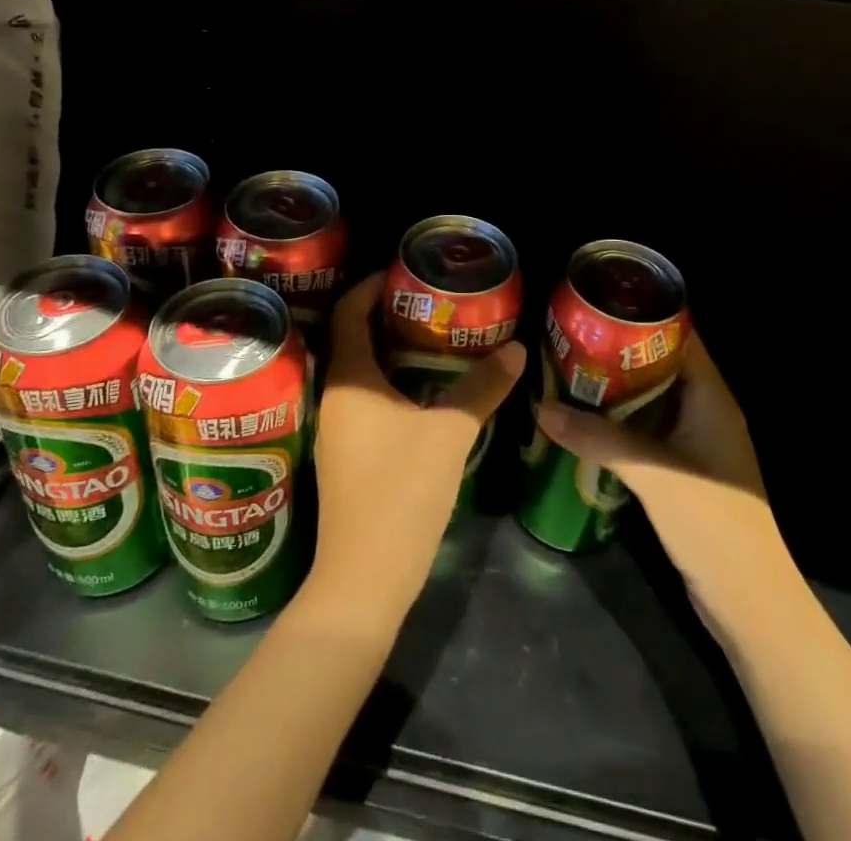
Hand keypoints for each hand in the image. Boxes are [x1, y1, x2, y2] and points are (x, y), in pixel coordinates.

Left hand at [310, 272, 524, 625]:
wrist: (364, 579)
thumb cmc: (400, 493)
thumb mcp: (449, 434)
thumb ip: (481, 388)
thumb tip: (516, 348)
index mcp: (349, 380)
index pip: (348, 312)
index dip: (370, 286)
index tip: (403, 272)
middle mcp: (334, 397)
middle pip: (352, 338)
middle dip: (387, 315)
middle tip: (429, 302)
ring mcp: (337, 429)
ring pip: (360, 372)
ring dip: (389, 350)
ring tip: (431, 338)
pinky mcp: (346, 455)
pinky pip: (365, 400)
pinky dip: (390, 383)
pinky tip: (422, 391)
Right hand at [536, 332, 781, 615]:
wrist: (750, 603)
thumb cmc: (712, 524)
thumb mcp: (650, 474)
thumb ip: (597, 438)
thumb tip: (541, 408)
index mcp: (711, 397)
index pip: (679, 337)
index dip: (641, 316)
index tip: (598, 305)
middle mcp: (705, 411)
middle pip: (659, 365)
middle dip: (616, 351)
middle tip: (570, 337)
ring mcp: (695, 443)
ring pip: (650, 399)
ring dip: (614, 388)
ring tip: (567, 370)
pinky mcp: (682, 471)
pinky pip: (646, 430)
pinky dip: (618, 421)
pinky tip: (583, 420)